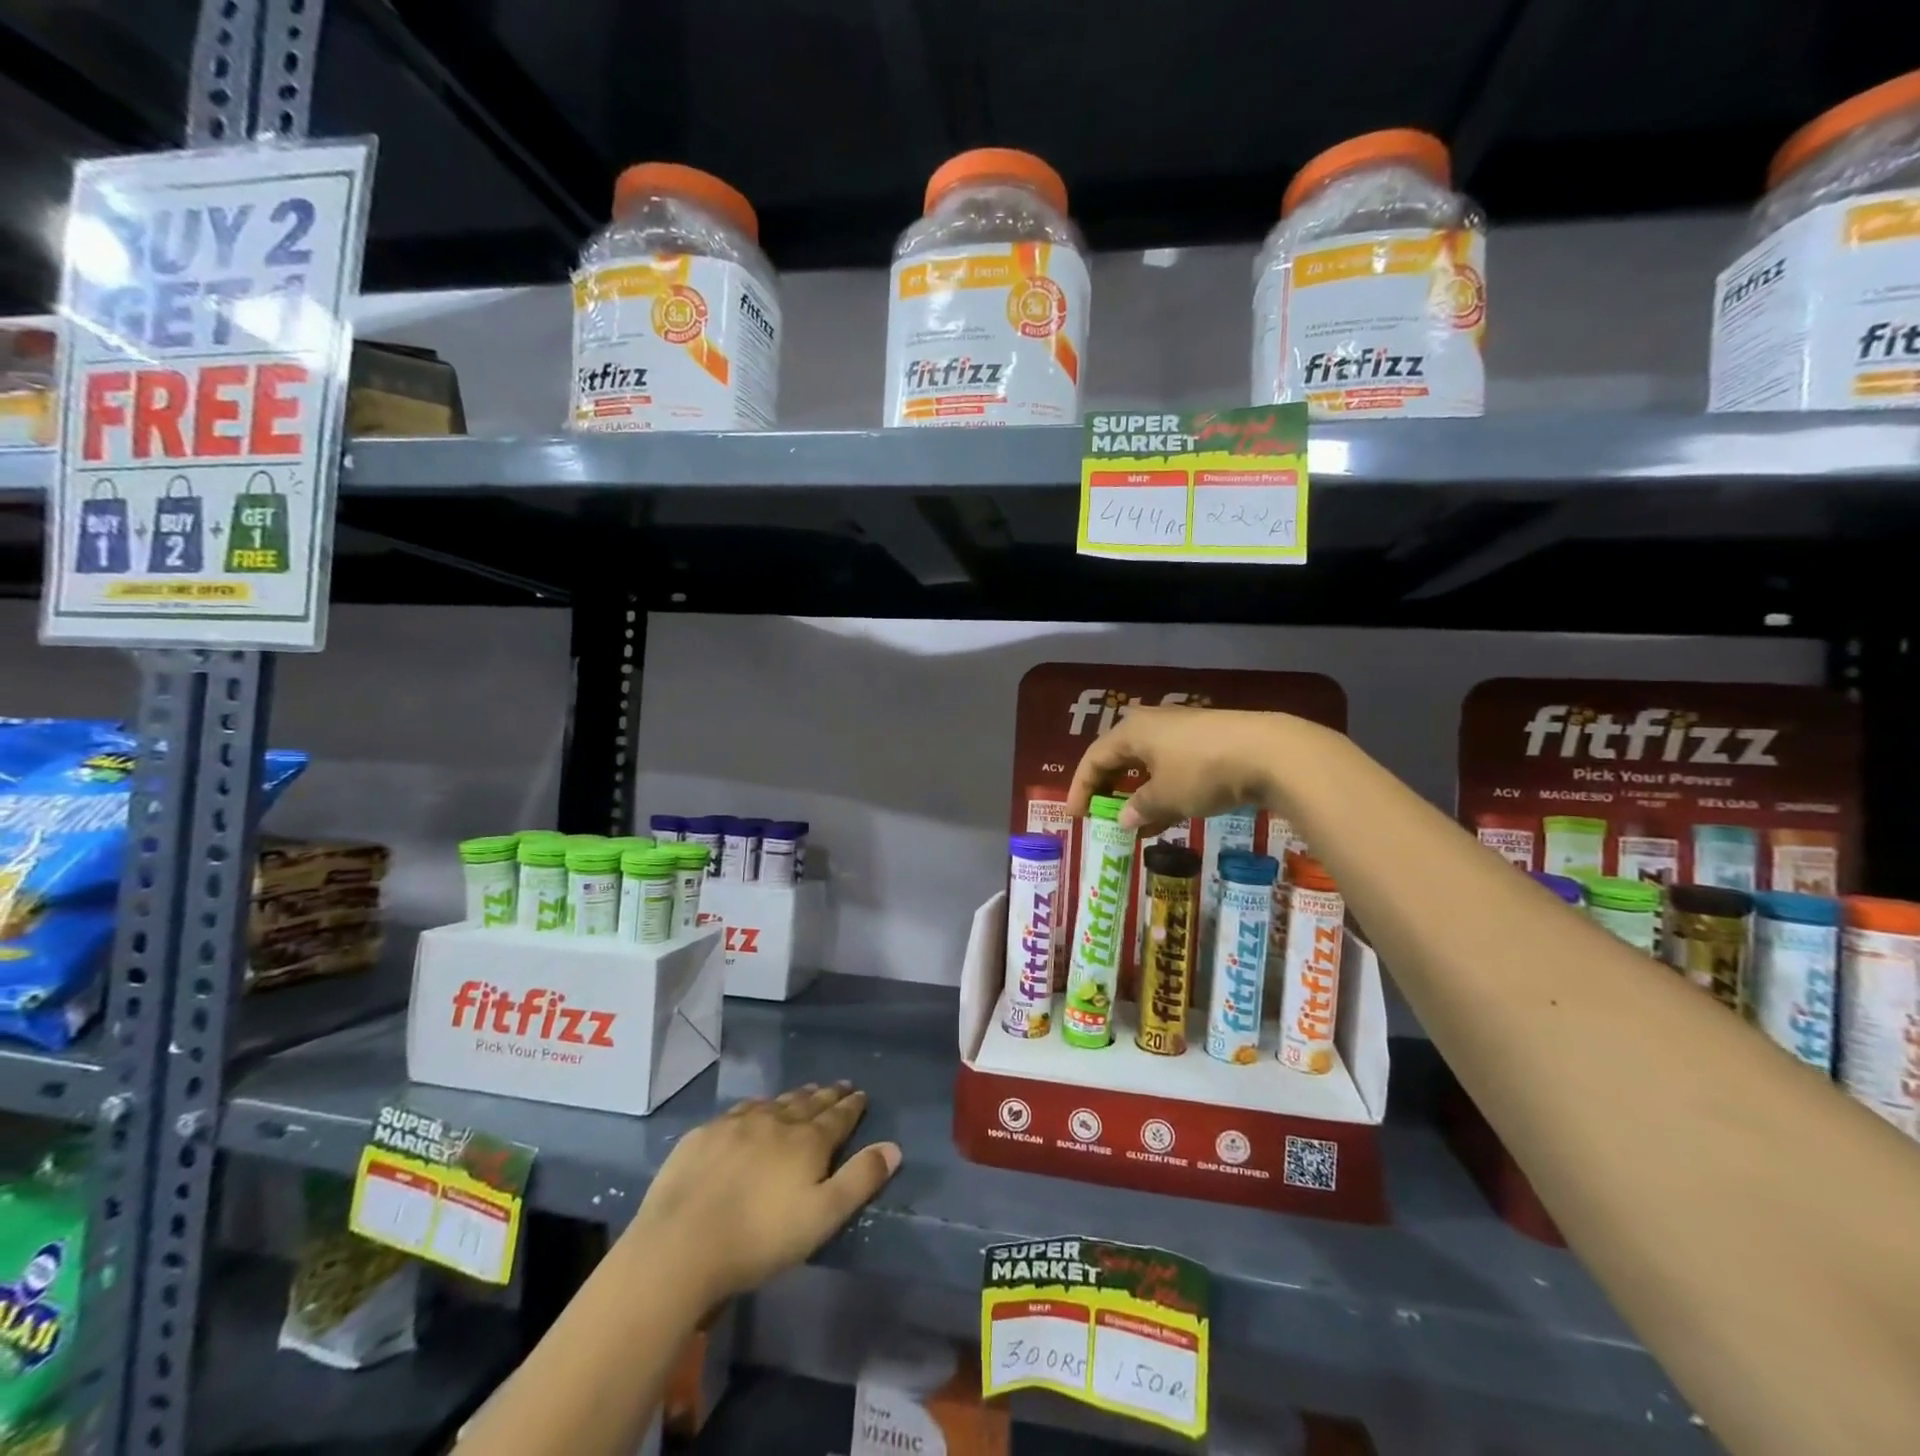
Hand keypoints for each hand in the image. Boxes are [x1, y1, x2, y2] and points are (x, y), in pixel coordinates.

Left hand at [624, 1083, 900, 1302]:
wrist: (681, 1244)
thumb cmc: (760, 1238)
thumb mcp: (822, 1217)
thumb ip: (859, 1180)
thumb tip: (894, 1147)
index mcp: (807, 1141)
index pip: (837, 1117)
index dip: (852, 1106)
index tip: (861, 1094)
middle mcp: (775, 1121)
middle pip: (807, 1103)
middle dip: (827, 1095)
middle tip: (839, 1086)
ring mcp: (736, 1124)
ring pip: (774, 1102)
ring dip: (793, 1097)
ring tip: (804, 1093)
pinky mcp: (704, 1135)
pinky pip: (739, 1111)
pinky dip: (756, 1107)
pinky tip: (753, 1111)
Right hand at [1066, 706, 1307, 833]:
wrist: (1270, 753)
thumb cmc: (1202, 772)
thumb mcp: (1165, 797)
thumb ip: (1139, 808)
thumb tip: (1123, 819)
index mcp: (1132, 731)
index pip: (1094, 759)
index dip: (1081, 788)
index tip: (1075, 816)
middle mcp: (1153, 724)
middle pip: (1119, 757)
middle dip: (1107, 787)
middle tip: (1099, 813)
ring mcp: (1182, 731)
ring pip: (1148, 764)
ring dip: (1137, 793)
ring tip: (1133, 824)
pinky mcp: (1208, 741)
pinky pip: (1172, 767)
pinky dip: (1163, 790)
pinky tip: (1168, 816)